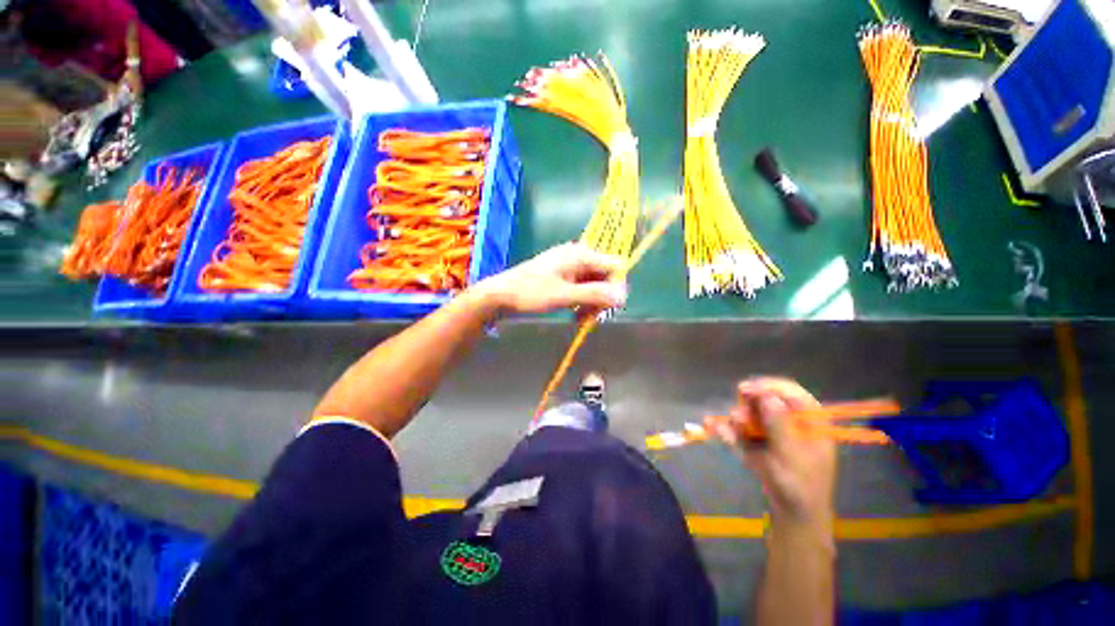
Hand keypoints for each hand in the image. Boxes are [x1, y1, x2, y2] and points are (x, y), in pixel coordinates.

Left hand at [476, 242, 626, 314]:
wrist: (501, 293)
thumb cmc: (531, 293)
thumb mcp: (564, 295)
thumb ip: (594, 294)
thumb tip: (623, 296)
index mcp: (580, 255)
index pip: (614, 266)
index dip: (616, 287)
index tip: (608, 308)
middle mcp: (578, 256)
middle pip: (604, 276)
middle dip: (601, 298)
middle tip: (590, 318)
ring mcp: (570, 265)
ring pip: (593, 284)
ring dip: (591, 302)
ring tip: (579, 318)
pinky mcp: (563, 274)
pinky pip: (581, 286)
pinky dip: (581, 300)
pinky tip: (574, 313)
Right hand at [707, 377, 836, 526]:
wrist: (792, 513)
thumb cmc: (801, 485)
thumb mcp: (792, 455)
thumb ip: (780, 425)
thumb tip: (767, 396)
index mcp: (809, 420)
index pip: (789, 392)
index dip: (767, 387)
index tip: (745, 389)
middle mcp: (790, 419)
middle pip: (766, 399)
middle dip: (748, 404)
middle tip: (737, 414)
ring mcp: (772, 429)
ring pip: (750, 412)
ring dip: (738, 418)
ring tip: (729, 430)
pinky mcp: (757, 439)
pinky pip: (741, 428)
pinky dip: (729, 429)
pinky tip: (715, 429)